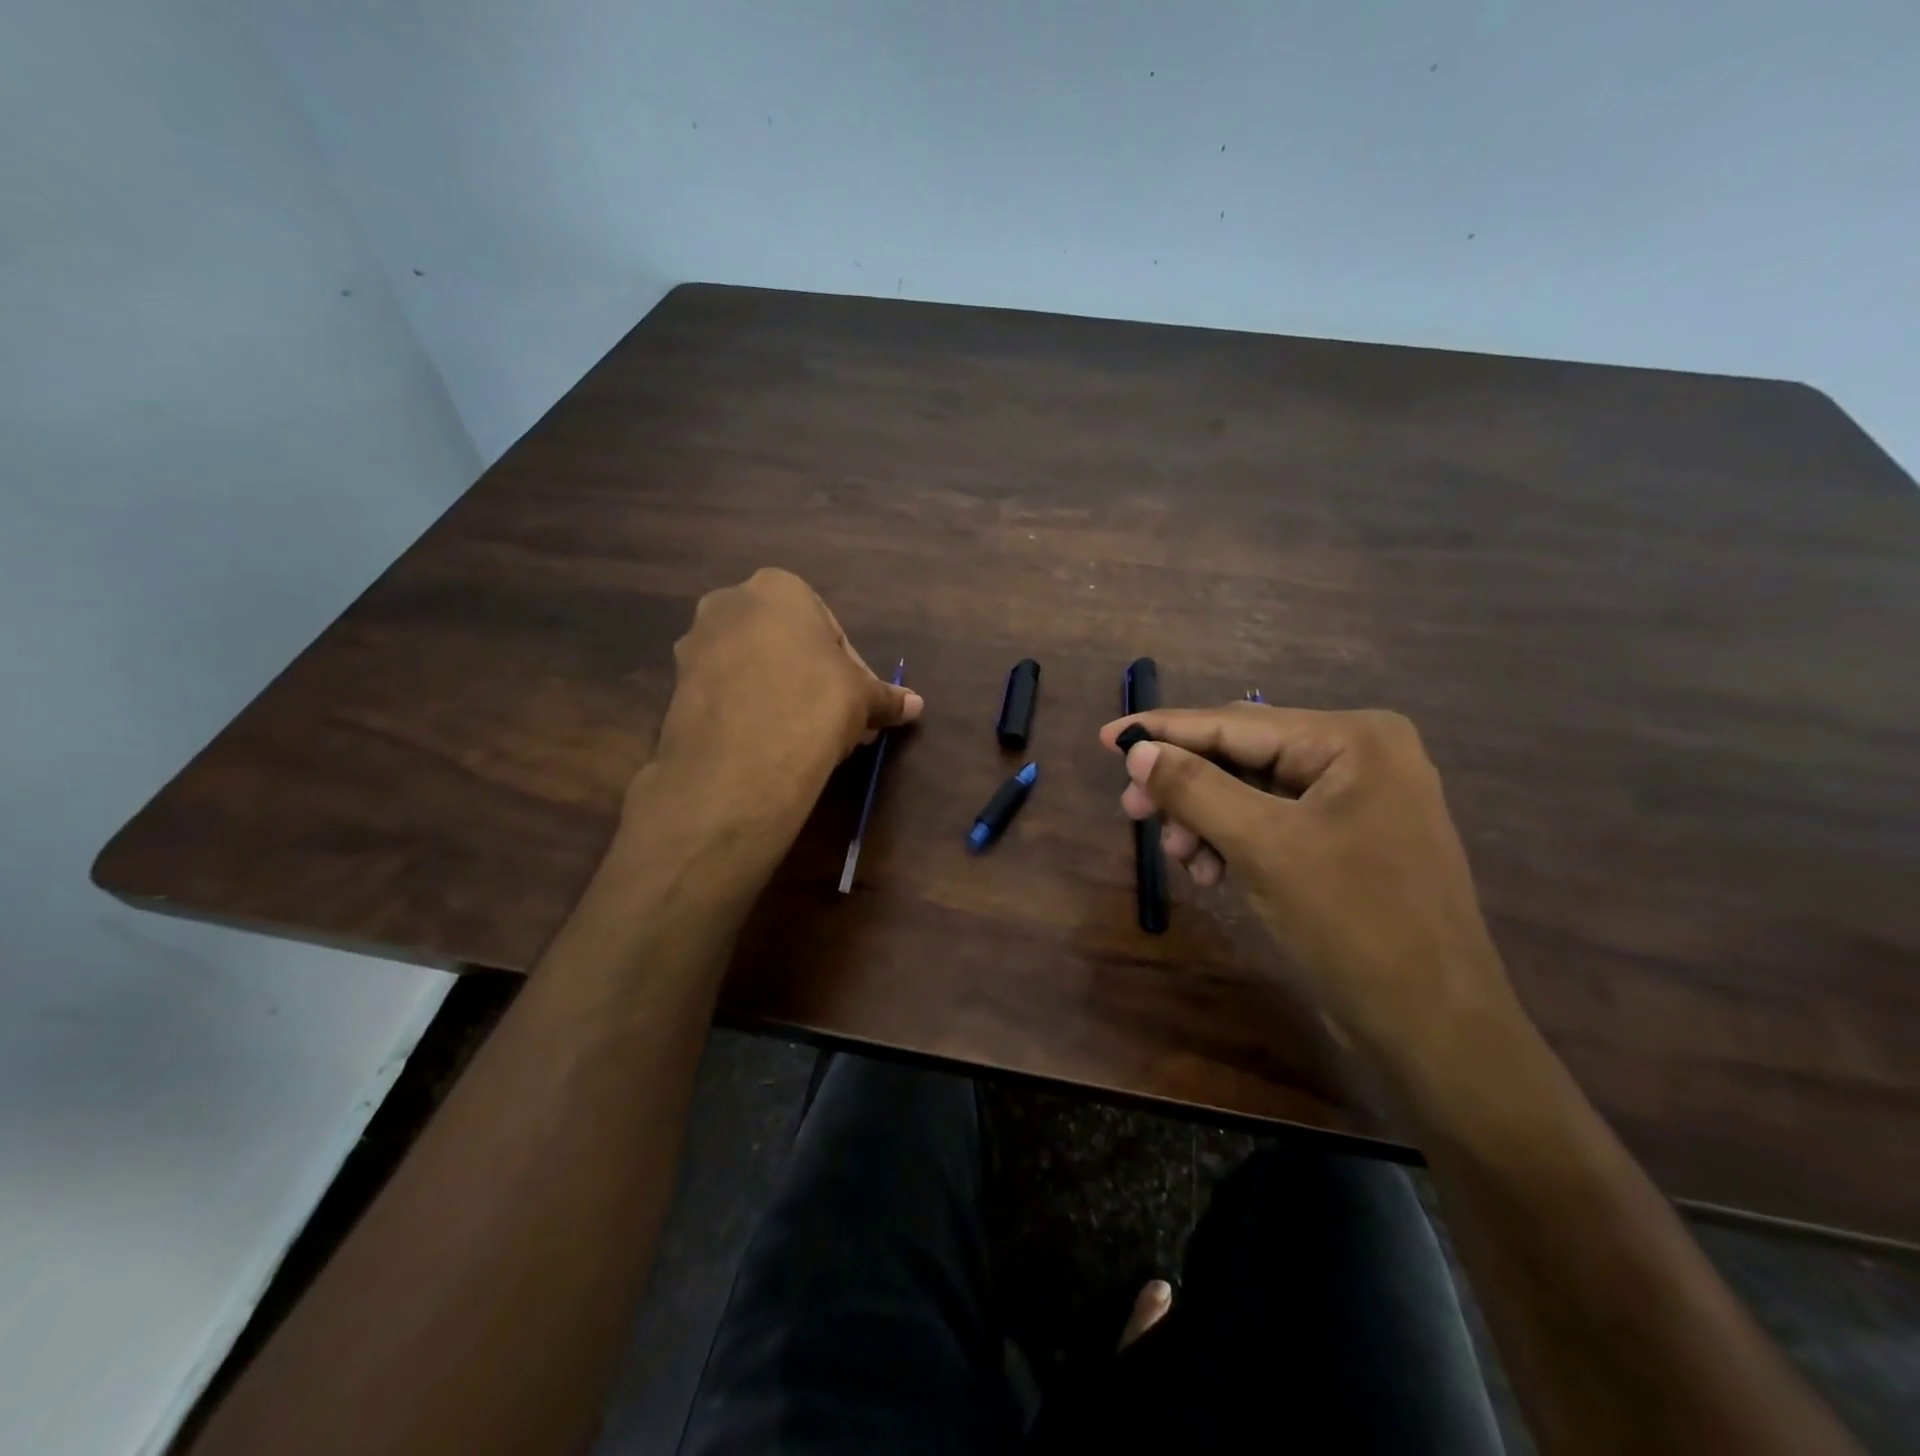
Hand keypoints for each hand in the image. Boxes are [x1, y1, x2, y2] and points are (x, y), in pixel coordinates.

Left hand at [649, 569, 922, 811]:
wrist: (741, 760)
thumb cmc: (814, 702)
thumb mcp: (863, 698)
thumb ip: (887, 696)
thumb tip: (916, 705)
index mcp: (777, 588)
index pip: (829, 630)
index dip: (852, 672)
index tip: (861, 706)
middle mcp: (728, 604)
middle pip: (788, 646)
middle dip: (816, 682)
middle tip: (839, 723)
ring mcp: (694, 645)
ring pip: (755, 669)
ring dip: (784, 697)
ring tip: (807, 739)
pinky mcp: (675, 687)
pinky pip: (727, 693)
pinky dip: (750, 711)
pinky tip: (771, 745)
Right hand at [1100, 704, 1517, 1065]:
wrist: (1434, 1028)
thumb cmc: (1353, 924)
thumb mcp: (1263, 848)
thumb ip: (1195, 789)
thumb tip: (1137, 750)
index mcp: (1353, 739)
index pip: (1236, 723)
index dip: (1164, 730)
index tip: (1106, 736)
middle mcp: (1359, 756)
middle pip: (1242, 755)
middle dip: (1185, 786)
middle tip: (1132, 810)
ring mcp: (1356, 800)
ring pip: (1250, 792)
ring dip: (1205, 820)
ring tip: (1178, 856)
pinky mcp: (1347, 840)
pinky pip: (1271, 823)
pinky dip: (1233, 842)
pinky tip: (1209, 872)